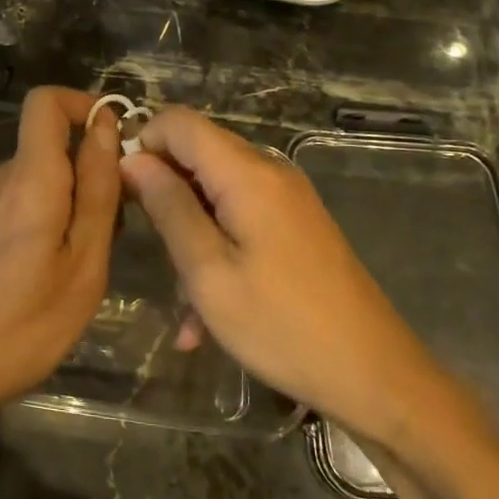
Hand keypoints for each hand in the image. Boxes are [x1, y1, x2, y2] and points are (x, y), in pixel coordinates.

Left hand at [0, 87, 121, 424]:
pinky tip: (57, 269)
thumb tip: (106, 126)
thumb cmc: (25, 323)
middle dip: (91, 166)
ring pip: (41, 174)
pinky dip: (51, 215)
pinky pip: (24, 199)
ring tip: (89, 257)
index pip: (45, 102)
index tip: (117, 140)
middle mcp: (2, 177)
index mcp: (30, 177)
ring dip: (74, 197)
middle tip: (117, 223)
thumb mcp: (83, 262)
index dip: (83, 104)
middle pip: (51, 142)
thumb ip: (97, 189)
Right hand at [120, 108, 448, 445]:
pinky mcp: (297, 226)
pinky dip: (217, 250)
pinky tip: (205, 317)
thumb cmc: (283, 327)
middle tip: (149, 247)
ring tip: (182, 302)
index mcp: (247, 174)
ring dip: (189, 233)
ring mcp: (288, 199)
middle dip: (164, 192)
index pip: (180, 122)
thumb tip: (133, 159)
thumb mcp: (209, 272)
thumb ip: (169, 208)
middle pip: (199, 153)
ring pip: (216, 192)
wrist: (375, 376)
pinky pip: (241, 219)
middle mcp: (271, 172)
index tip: (123, 191)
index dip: (143, 143)